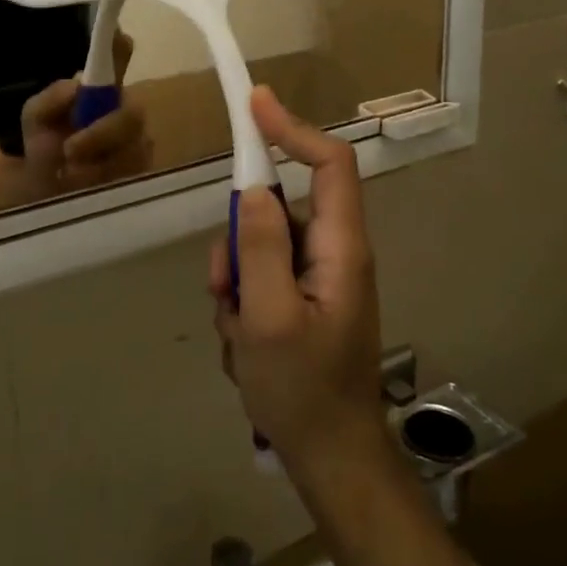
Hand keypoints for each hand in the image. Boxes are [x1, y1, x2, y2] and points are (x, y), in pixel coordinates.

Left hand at [19, 31, 152, 191]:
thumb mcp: (36, 122)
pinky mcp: (143, 173)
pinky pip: (133, 174)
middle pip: (133, 113)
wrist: (46, 197)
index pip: (117, 61)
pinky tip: (85, 188)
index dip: (119, 48)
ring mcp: (139, 143)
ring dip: (97, 163)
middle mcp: (125, 111)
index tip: (120, 38)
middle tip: (70, 149)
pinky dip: (103, 181)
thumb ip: (50, 101)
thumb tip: (77, 85)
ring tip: (68, 175)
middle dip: (103, 132)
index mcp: (100, 93)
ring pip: (133, 147)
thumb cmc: (46, 150)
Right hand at [209, 87, 388, 485]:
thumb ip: (260, 249)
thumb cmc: (304, 392)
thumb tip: (253, 187)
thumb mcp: (269, 320)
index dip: (293, 129)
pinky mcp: (301, 300)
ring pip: (259, 248)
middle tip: (225, 290)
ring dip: (235, 284)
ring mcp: (316, 278)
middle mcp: (333, 253)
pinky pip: (258, 279)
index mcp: (341, 248)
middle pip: (277, 209)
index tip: (253, 104)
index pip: (330, 164)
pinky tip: (246, 348)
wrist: (330, 460)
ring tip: (240, 336)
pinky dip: (241, 306)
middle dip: (239, 243)